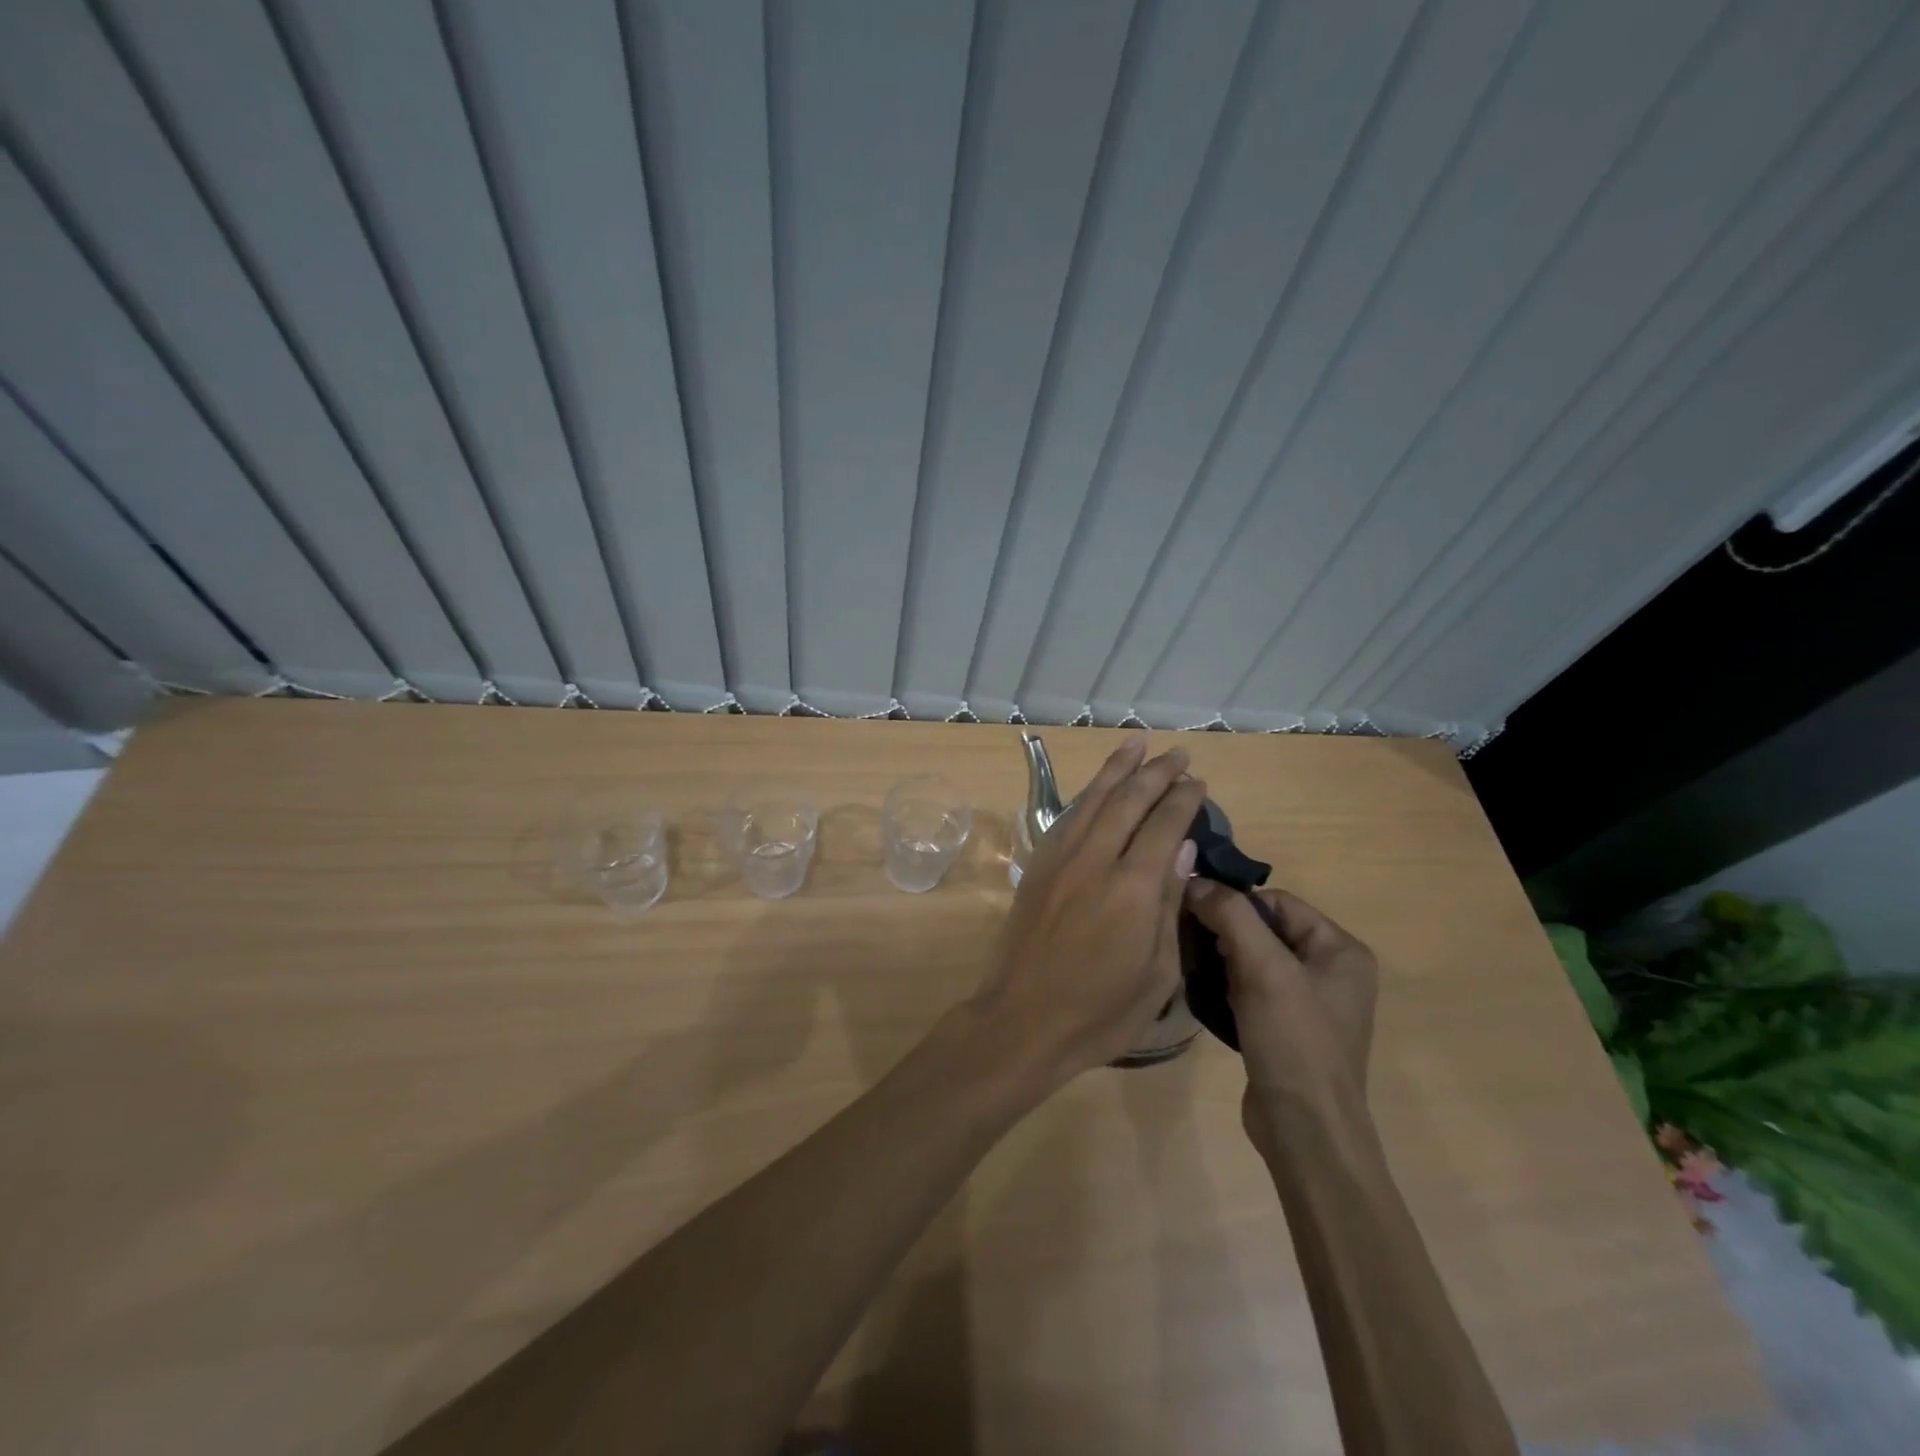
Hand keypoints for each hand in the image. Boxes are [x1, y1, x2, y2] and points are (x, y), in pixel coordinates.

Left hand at [968, 735, 1207, 1085]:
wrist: (1022, 1020)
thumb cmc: (1101, 1011)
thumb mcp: (1157, 972)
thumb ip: (1170, 903)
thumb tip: (1182, 847)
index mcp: (1134, 887)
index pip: (1164, 824)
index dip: (1183, 798)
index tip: (1198, 782)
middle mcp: (1096, 859)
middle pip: (1129, 800)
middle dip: (1156, 772)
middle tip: (1177, 754)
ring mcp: (1060, 859)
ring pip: (1093, 799)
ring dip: (1117, 768)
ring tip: (1136, 743)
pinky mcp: (1037, 866)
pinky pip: (1067, 817)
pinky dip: (1087, 795)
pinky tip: (1097, 788)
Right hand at [1182, 883, 1377, 1156]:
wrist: (1306, 1133)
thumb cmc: (1294, 1042)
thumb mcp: (1264, 970)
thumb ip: (1231, 916)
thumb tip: (1195, 880)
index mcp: (1340, 949)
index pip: (1277, 901)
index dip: (1235, 904)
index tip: (1195, 916)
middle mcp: (1331, 970)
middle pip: (1264, 928)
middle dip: (1225, 932)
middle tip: (1190, 943)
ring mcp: (1310, 1002)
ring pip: (1253, 958)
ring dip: (1221, 959)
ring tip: (1193, 967)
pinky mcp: (1288, 1028)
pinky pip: (1251, 988)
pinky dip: (1226, 986)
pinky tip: (1206, 995)